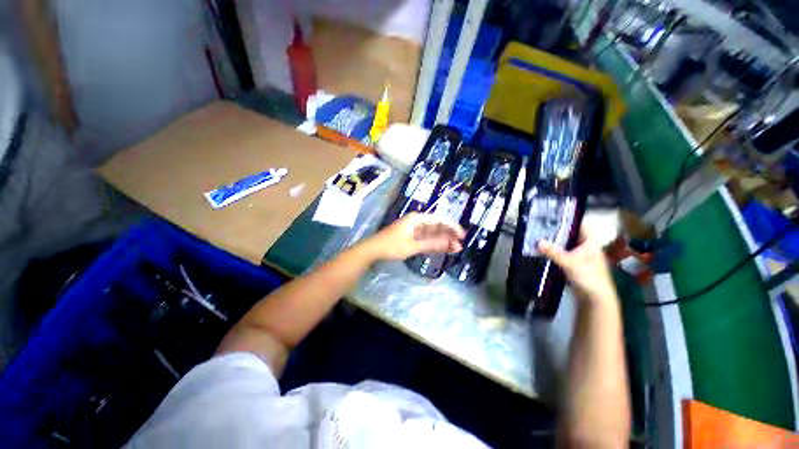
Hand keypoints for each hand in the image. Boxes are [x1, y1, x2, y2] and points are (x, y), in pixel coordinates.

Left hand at [363, 213, 465, 260]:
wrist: (373, 249)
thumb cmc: (392, 246)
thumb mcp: (413, 246)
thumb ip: (433, 244)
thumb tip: (452, 244)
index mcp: (417, 219)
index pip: (439, 220)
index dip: (452, 227)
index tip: (462, 235)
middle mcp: (416, 221)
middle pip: (436, 226)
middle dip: (448, 235)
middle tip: (460, 245)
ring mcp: (413, 228)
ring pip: (432, 233)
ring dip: (442, 240)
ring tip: (454, 248)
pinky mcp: (410, 236)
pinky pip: (425, 238)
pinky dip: (433, 243)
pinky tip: (442, 248)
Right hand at [538, 226, 617, 306]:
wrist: (594, 298)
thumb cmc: (588, 276)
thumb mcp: (569, 262)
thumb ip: (553, 252)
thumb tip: (538, 241)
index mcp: (591, 242)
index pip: (581, 225)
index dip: (569, 220)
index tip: (553, 216)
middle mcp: (586, 247)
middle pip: (571, 235)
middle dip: (557, 231)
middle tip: (541, 226)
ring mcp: (580, 256)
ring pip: (565, 245)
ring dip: (554, 243)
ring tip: (538, 236)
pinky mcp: (573, 265)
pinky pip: (562, 254)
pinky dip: (554, 252)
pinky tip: (543, 250)